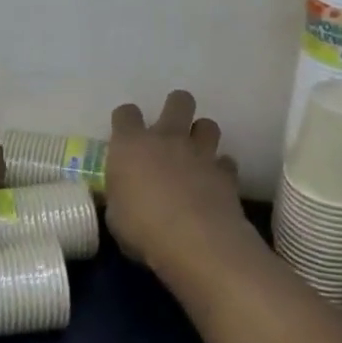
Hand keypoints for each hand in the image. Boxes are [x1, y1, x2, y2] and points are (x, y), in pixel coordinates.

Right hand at [105, 90, 246, 274]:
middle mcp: (166, 138)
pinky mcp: (226, 173)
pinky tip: (214, 184)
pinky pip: (225, 162)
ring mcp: (199, 153)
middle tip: (172, 130)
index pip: (126, 113)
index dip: (126, 120)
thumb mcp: (116, 217)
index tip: (126, 135)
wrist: (194, 241)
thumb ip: (120, 199)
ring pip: (208, 125)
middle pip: (178, 101)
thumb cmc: (142, 228)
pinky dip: (220, 170)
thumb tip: (124, 200)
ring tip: (196, 155)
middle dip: (177, 108)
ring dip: (202, 136)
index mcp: (130, 145)